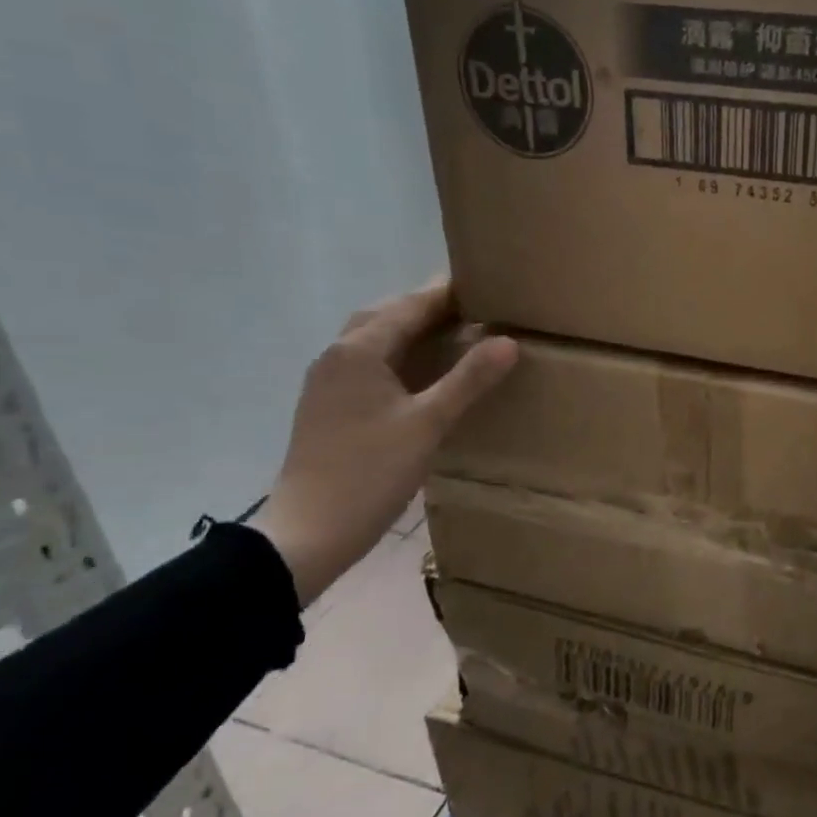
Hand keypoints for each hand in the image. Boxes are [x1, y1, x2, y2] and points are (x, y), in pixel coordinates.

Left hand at [249, 281, 515, 605]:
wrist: (307, 533)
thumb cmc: (369, 473)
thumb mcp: (428, 424)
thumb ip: (469, 380)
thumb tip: (509, 341)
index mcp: (359, 351)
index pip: (410, 306)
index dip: (448, 293)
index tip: (486, 283)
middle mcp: (337, 355)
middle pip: (386, 315)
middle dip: (428, 307)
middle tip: (474, 309)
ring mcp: (327, 382)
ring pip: (374, 339)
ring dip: (410, 330)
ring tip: (453, 334)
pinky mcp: (328, 405)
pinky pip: (368, 362)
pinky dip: (398, 354)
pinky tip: (421, 373)